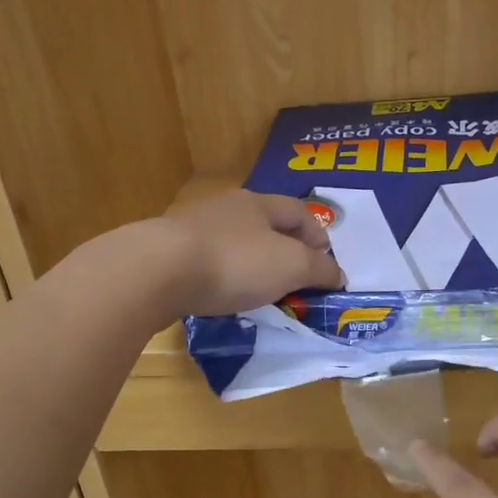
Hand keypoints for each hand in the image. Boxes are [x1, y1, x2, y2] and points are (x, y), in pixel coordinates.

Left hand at [157, 191, 344, 315]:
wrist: (160, 271)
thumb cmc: (236, 262)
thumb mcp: (291, 267)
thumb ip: (319, 270)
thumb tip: (338, 274)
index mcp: (259, 204)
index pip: (299, 212)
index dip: (318, 234)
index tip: (326, 261)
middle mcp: (227, 208)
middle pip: (266, 224)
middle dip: (285, 247)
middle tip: (296, 276)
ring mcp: (195, 228)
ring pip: (235, 242)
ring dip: (253, 262)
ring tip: (262, 289)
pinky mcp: (171, 252)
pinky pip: (210, 261)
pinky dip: (225, 275)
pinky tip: (225, 293)